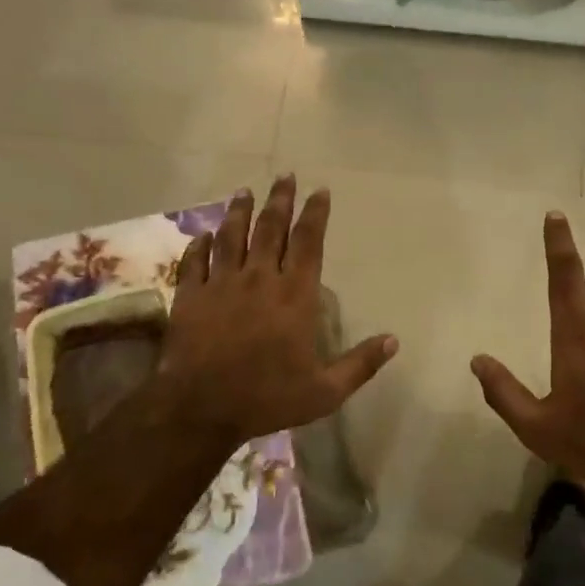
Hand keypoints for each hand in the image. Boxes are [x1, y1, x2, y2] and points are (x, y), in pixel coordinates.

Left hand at [154, 176, 397, 445]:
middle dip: (280, 200)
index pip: (308, 241)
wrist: (200, 409)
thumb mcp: (325, 391)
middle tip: (285, 176)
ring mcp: (221, 284)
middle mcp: (259, 278)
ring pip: (231, 236)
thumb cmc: (267, 398)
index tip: (320, 190)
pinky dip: (199, 245)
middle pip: (270, 228)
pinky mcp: (190, 296)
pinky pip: (194, 261)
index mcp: (294, 294)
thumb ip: (360, 364)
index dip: (315, 213)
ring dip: (239, 212)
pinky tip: (204, 235)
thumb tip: (394, 341)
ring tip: (244, 192)